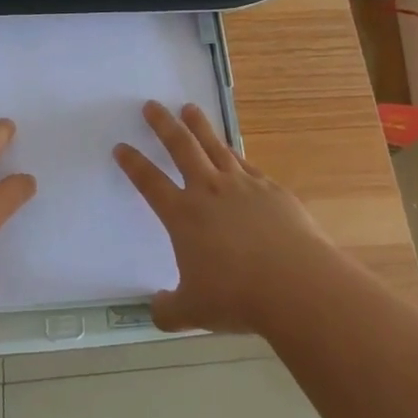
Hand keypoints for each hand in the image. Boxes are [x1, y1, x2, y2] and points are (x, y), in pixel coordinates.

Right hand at [115, 100, 337, 334]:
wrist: (295, 283)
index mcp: (183, 215)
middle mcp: (209, 190)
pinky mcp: (271, 189)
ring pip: (215, 146)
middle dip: (163, 125)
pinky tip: (232, 150)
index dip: (133, 163)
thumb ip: (169, 310)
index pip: (149, 182)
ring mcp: (242, 185)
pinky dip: (234, 153)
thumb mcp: (193, 312)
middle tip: (152, 106)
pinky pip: (246, 164)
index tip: (121, 146)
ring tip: (189, 108)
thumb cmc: (237, 296)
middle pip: (181, 147)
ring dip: (199, 125)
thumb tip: (156, 309)